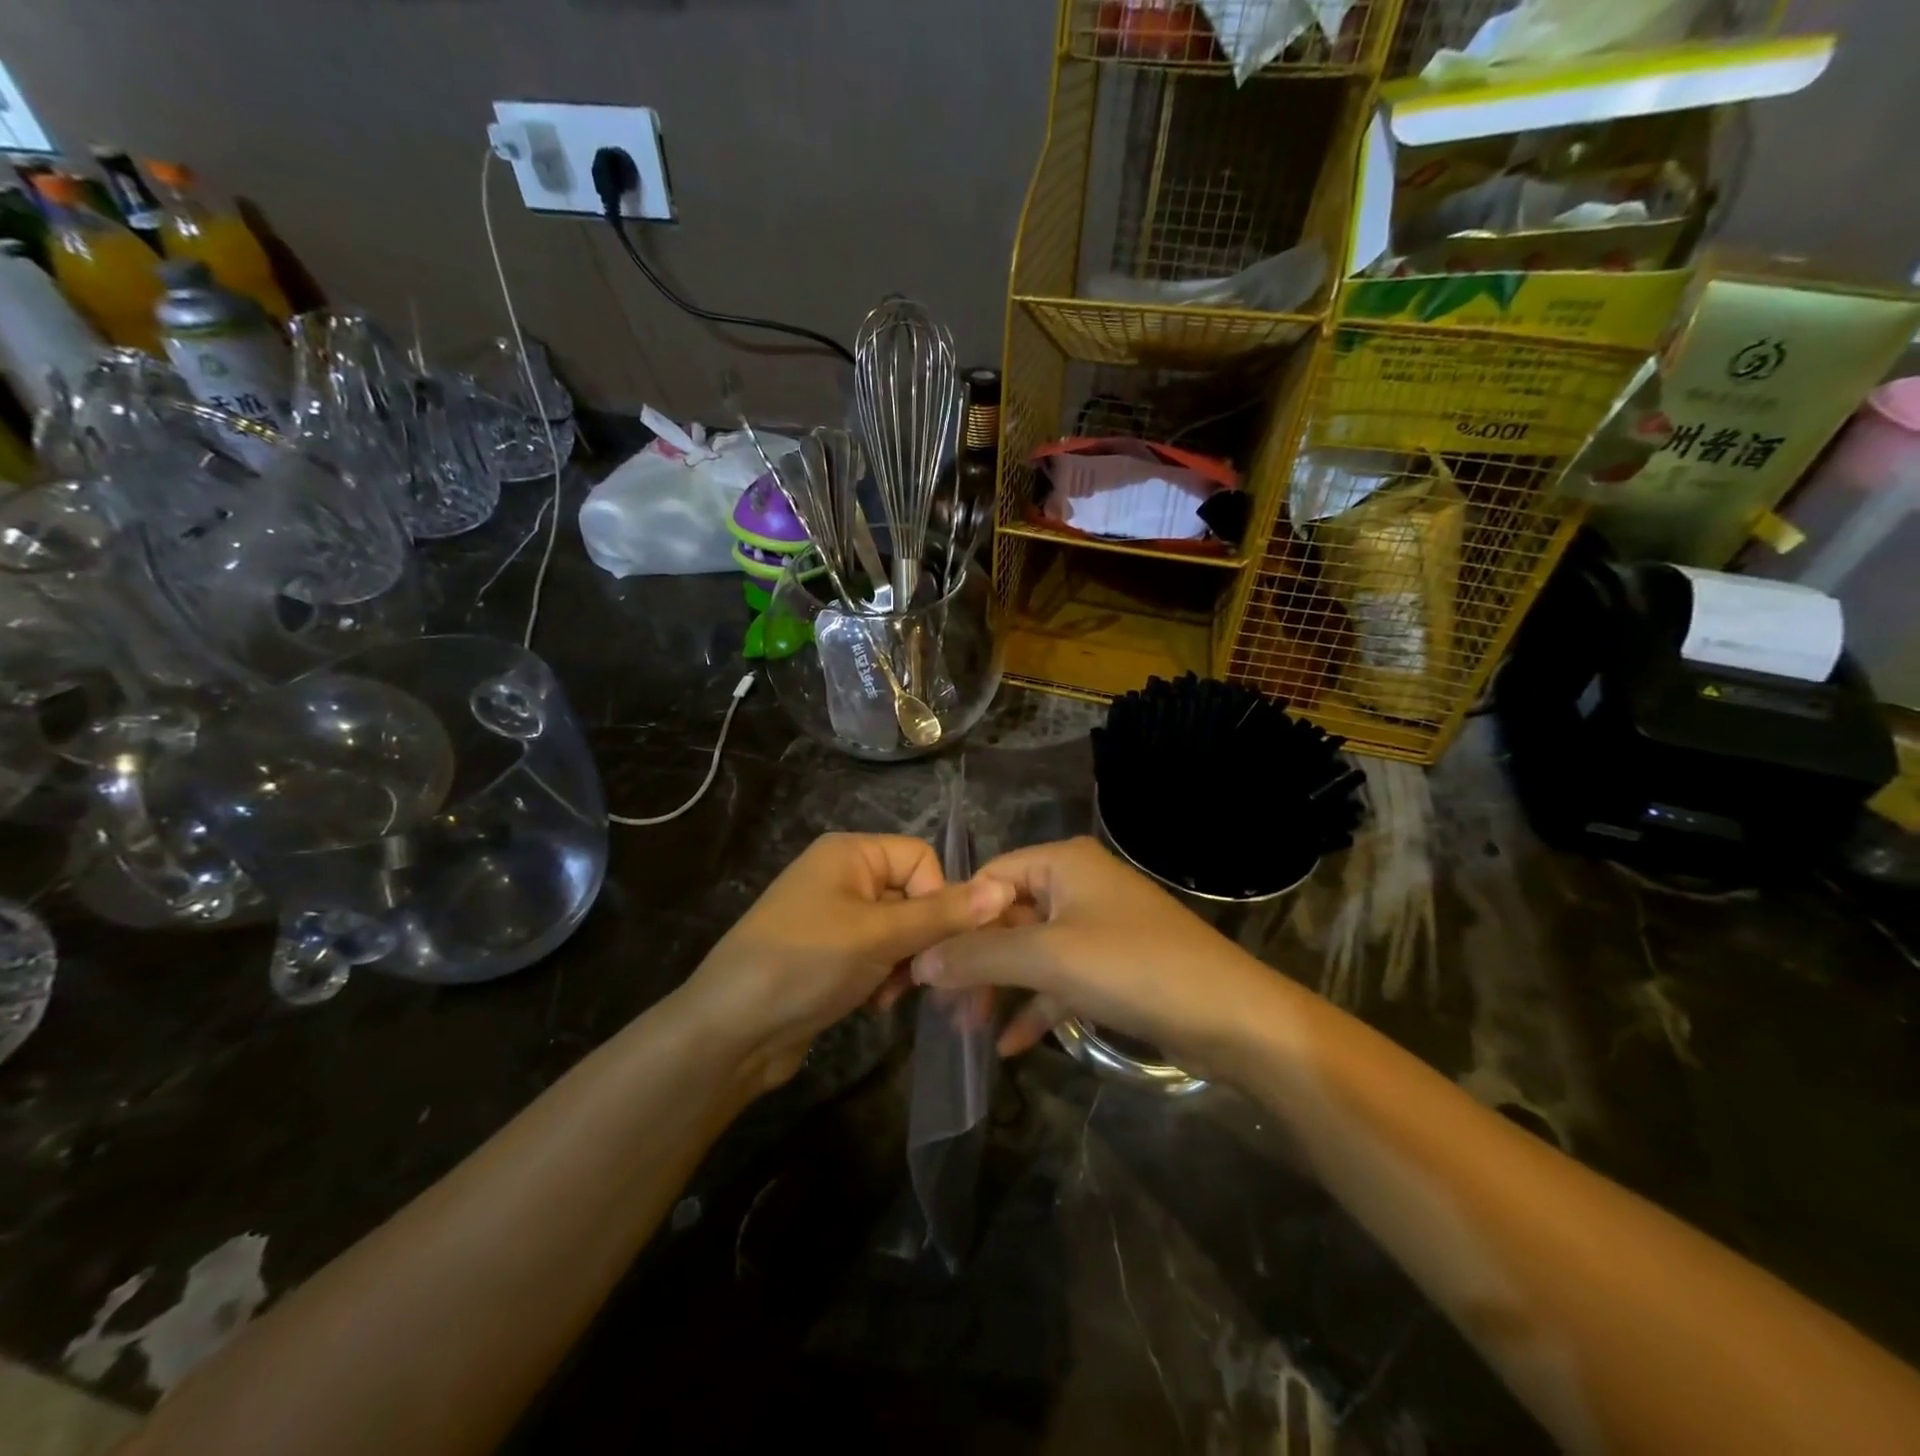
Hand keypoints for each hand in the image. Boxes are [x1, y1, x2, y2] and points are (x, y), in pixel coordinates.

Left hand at [678, 833, 1015, 1092]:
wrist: (730, 1033)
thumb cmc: (804, 964)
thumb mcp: (877, 936)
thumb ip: (942, 915)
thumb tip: (1003, 890)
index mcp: (851, 853)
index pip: (922, 859)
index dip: (940, 898)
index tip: (939, 941)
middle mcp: (845, 877)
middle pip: (915, 896)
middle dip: (925, 940)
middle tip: (925, 979)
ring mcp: (837, 918)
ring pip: (902, 932)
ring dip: (907, 965)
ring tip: (892, 995)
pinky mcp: (833, 957)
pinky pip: (880, 957)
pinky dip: (886, 979)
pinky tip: (876, 1005)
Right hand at [912, 837, 1280, 1070]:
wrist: (1233, 1019)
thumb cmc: (1134, 968)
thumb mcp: (1048, 958)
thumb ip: (979, 956)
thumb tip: (919, 962)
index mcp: (1062, 863)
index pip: (988, 879)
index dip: (955, 919)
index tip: (924, 966)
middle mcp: (1077, 885)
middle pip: (1007, 917)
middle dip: (975, 962)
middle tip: (943, 1008)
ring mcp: (1097, 927)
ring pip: (1030, 952)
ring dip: (999, 988)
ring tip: (966, 1028)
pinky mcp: (1113, 967)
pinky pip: (1059, 980)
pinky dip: (1034, 1007)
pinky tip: (1009, 1046)